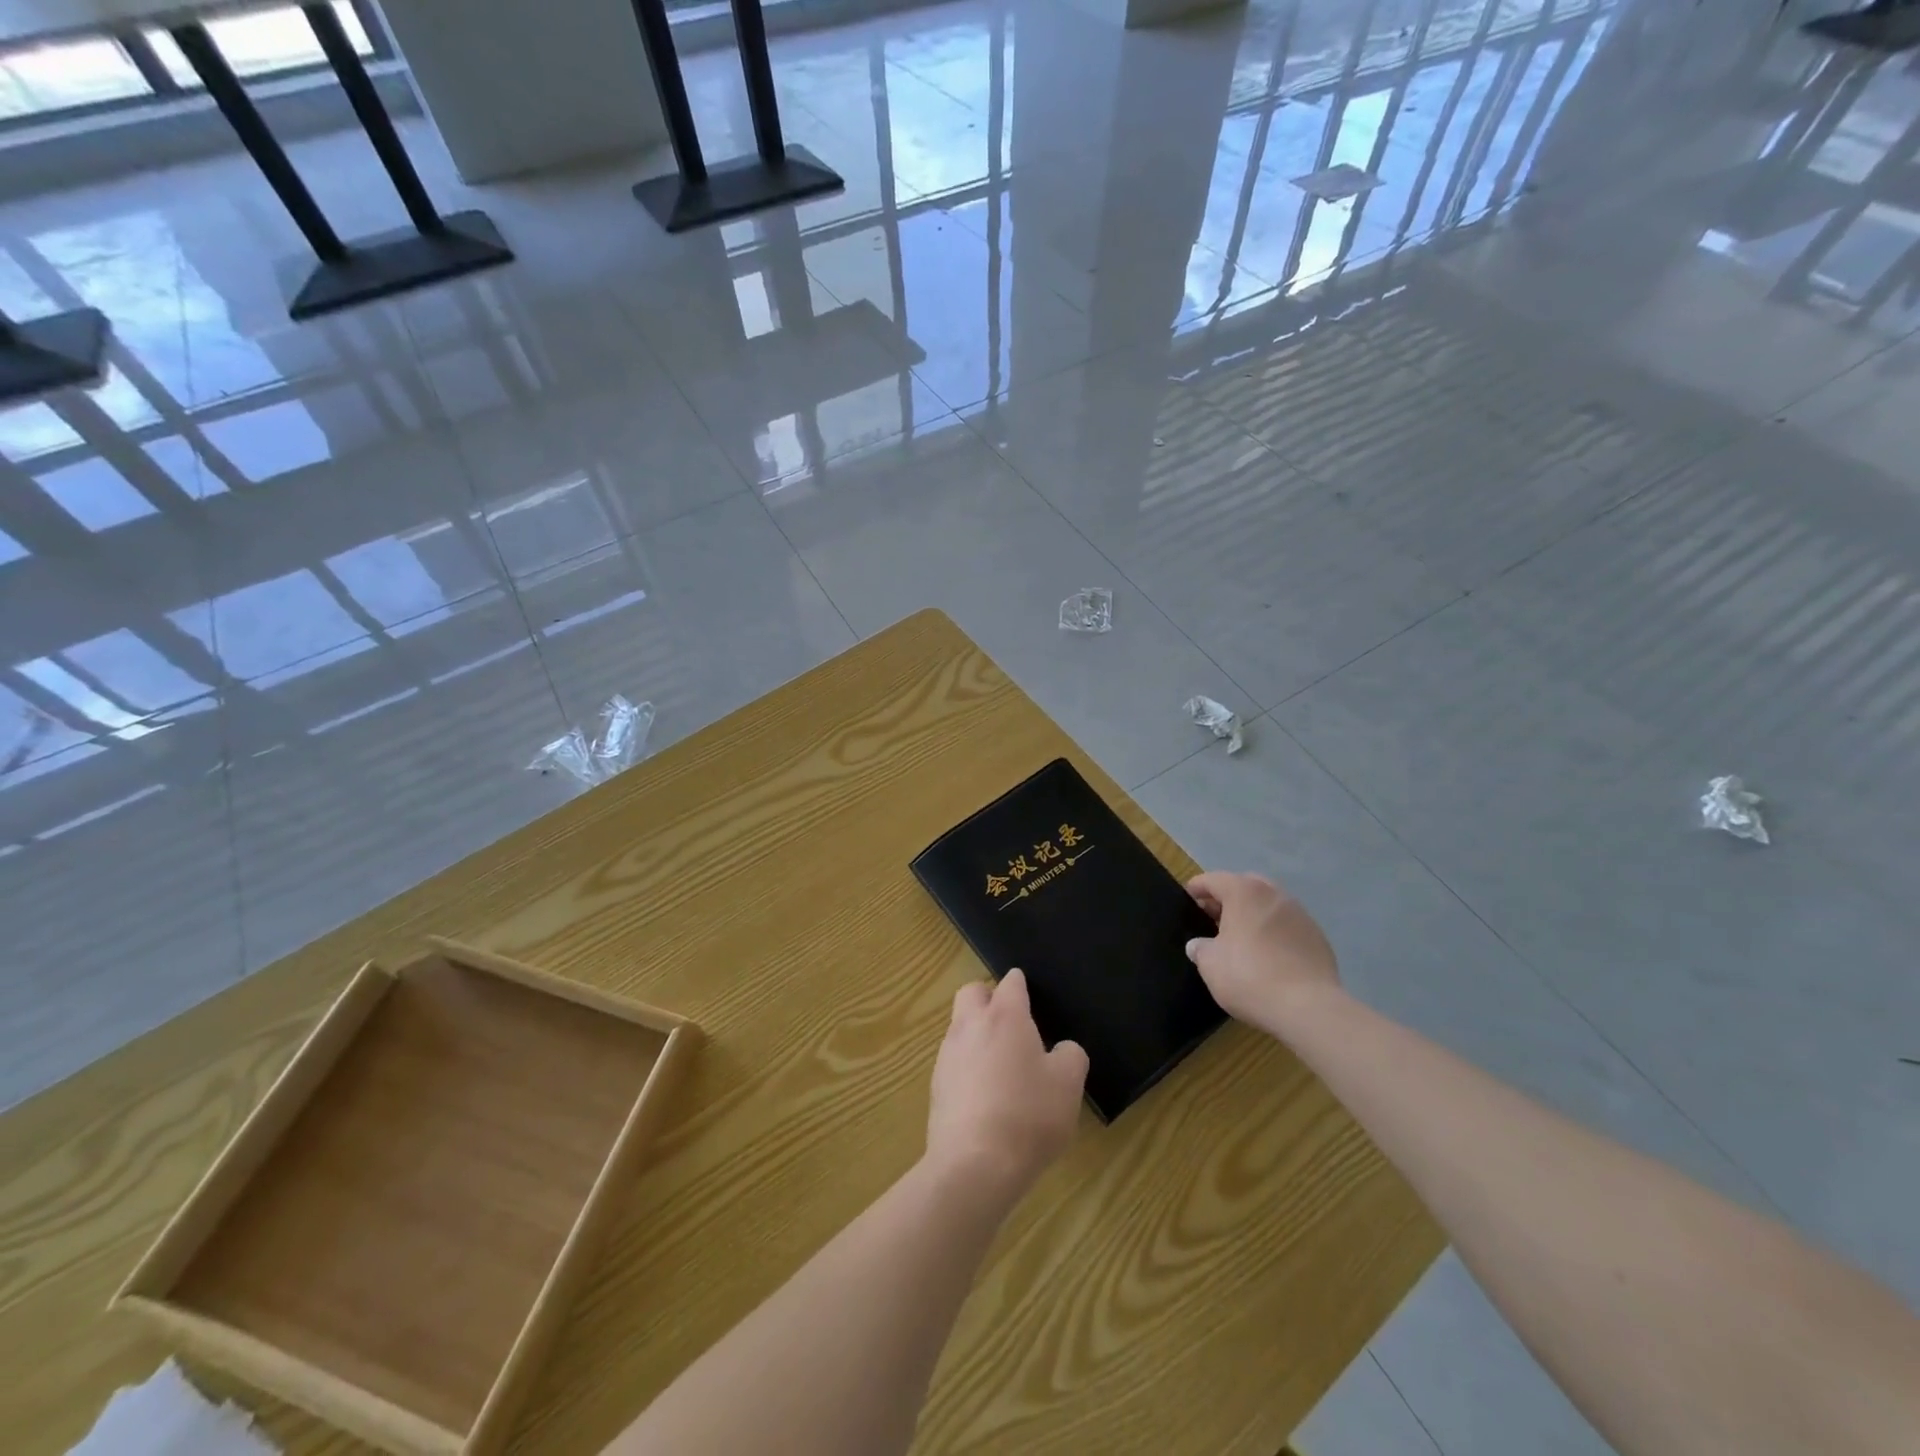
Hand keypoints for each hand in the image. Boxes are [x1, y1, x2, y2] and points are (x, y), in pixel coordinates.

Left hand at [927, 969, 1087, 1199]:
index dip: (1022, 985)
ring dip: (977, 1033)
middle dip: (989, 997)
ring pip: (959, 1026)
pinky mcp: (936, 1086)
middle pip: (972, 992)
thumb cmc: (1029, 1115)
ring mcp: (948, 1055)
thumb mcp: (1068, 1084)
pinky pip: (953, 1061)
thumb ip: (1070, 1056)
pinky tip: (985, 1094)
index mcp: (1004, 1016)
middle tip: (1012, 1022)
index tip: (1031, 995)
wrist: (975, 1165)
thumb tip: (1061, 1050)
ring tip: (1001, 1063)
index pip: (1011, 983)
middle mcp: (970, 1025)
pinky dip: (967, 1066)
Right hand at [1186, 870, 1340, 1036]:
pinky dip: (1274, 932)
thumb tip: (1199, 944)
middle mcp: (1274, 894)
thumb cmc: (1250, 976)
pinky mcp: (1318, 937)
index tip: (1187, 899)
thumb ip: (1200, 948)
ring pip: (1269, 904)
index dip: (1197, 888)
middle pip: (1245, 886)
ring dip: (1253, 914)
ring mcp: (1300, 914)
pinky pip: (1287, 925)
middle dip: (1228, 898)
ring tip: (1241, 937)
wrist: (1308, 1008)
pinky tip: (1268, 955)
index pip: (1214, 879)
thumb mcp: (1210, 964)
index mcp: (1244, 892)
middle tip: (1213, 918)